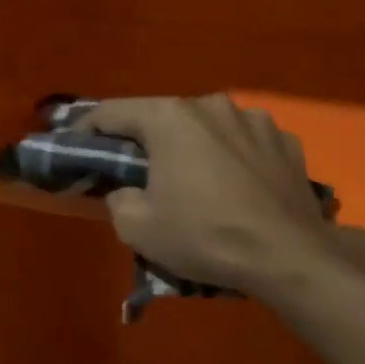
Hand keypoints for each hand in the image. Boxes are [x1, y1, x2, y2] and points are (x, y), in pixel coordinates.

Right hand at [79, 95, 336, 298]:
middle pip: (164, 117)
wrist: (288, 258)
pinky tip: (238, 188)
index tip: (76, 145)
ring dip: (196, 147)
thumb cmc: (204, 236)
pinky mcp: (287, 142)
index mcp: (171, 117)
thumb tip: (127, 191)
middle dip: (147, 141)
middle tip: (139, 172)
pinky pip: (247, 144)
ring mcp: (255, 120)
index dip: (88, 128)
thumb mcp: (138, 228)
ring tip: (197, 182)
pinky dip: (235, 159)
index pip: (113, 112)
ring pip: (210, 128)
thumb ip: (118, 200)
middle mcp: (212, 105)